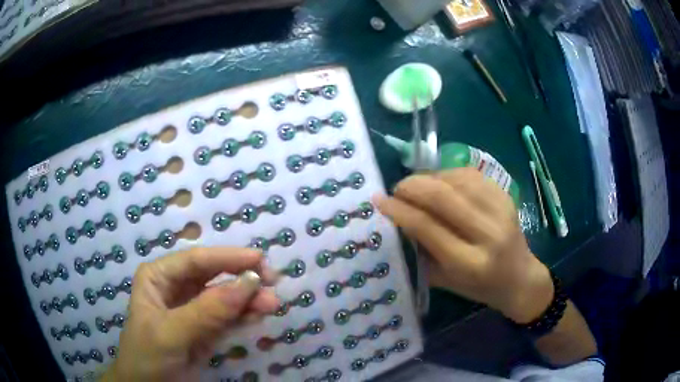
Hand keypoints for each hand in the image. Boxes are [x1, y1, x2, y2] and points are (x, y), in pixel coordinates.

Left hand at [102, 247, 278, 381]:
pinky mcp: (204, 331)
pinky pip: (227, 319)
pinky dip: (244, 316)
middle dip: (241, 277)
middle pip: (213, 276)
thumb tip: (250, 283)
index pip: (196, 261)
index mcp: (159, 277)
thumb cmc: (148, 356)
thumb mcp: (172, 333)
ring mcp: (191, 311)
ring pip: (223, 298)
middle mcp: (175, 289)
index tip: (259, 259)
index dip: (228, 258)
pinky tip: (259, 314)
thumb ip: (207, 311)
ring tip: (272, 303)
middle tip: (272, 281)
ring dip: (247, 299)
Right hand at [374, 168, 552, 323]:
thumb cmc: (478, 287)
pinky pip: (471, 174)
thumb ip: (421, 251)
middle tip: (397, 189)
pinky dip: (449, 174)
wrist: (519, 278)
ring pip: (456, 179)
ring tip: (416, 186)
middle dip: (411, 186)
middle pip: (442, 196)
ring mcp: (500, 210)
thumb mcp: (444, 280)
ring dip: (429, 178)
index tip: (380, 200)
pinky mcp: (506, 196)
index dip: (399, 209)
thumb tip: (398, 218)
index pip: (427, 226)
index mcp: (469, 262)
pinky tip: (440, 181)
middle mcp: (487, 234)